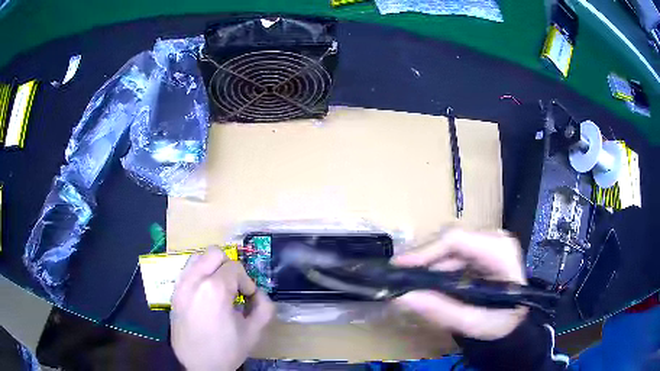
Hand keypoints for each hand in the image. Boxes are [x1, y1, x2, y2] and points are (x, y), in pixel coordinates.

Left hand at [170, 247, 273, 370]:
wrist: (196, 365)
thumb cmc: (226, 350)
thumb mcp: (253, 332)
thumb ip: (264, 307)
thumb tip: (258, 293)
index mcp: (214, 290)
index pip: (234, 267)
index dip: (246, 281)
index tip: (248, 298)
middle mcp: (194, 280)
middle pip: (214, 253)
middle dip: (229, 267)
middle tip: (234, 287)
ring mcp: (181, 284)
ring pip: (198, 257)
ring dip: (212, 267)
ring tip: (219, 287)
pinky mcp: (174, 291)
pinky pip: (187, 270)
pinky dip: (199, 274)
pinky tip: (205, 293)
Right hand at [391, 228, 527, 340]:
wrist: (516, 319)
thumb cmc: (502, 322)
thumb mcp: (475, 323)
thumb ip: (442, 311)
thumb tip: (402, 297)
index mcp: (500, 251)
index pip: (457, 240)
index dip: (424, 251)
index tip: (398, 267)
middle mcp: (494, 238)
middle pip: (450, 239)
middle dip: (422, 258)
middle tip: (398, 277)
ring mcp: (487, 241)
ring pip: (447, 244)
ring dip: (426, 262)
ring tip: (408, 280)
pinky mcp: (479, 248)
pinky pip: (451, 252)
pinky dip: (435, 265)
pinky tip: (425, 279)